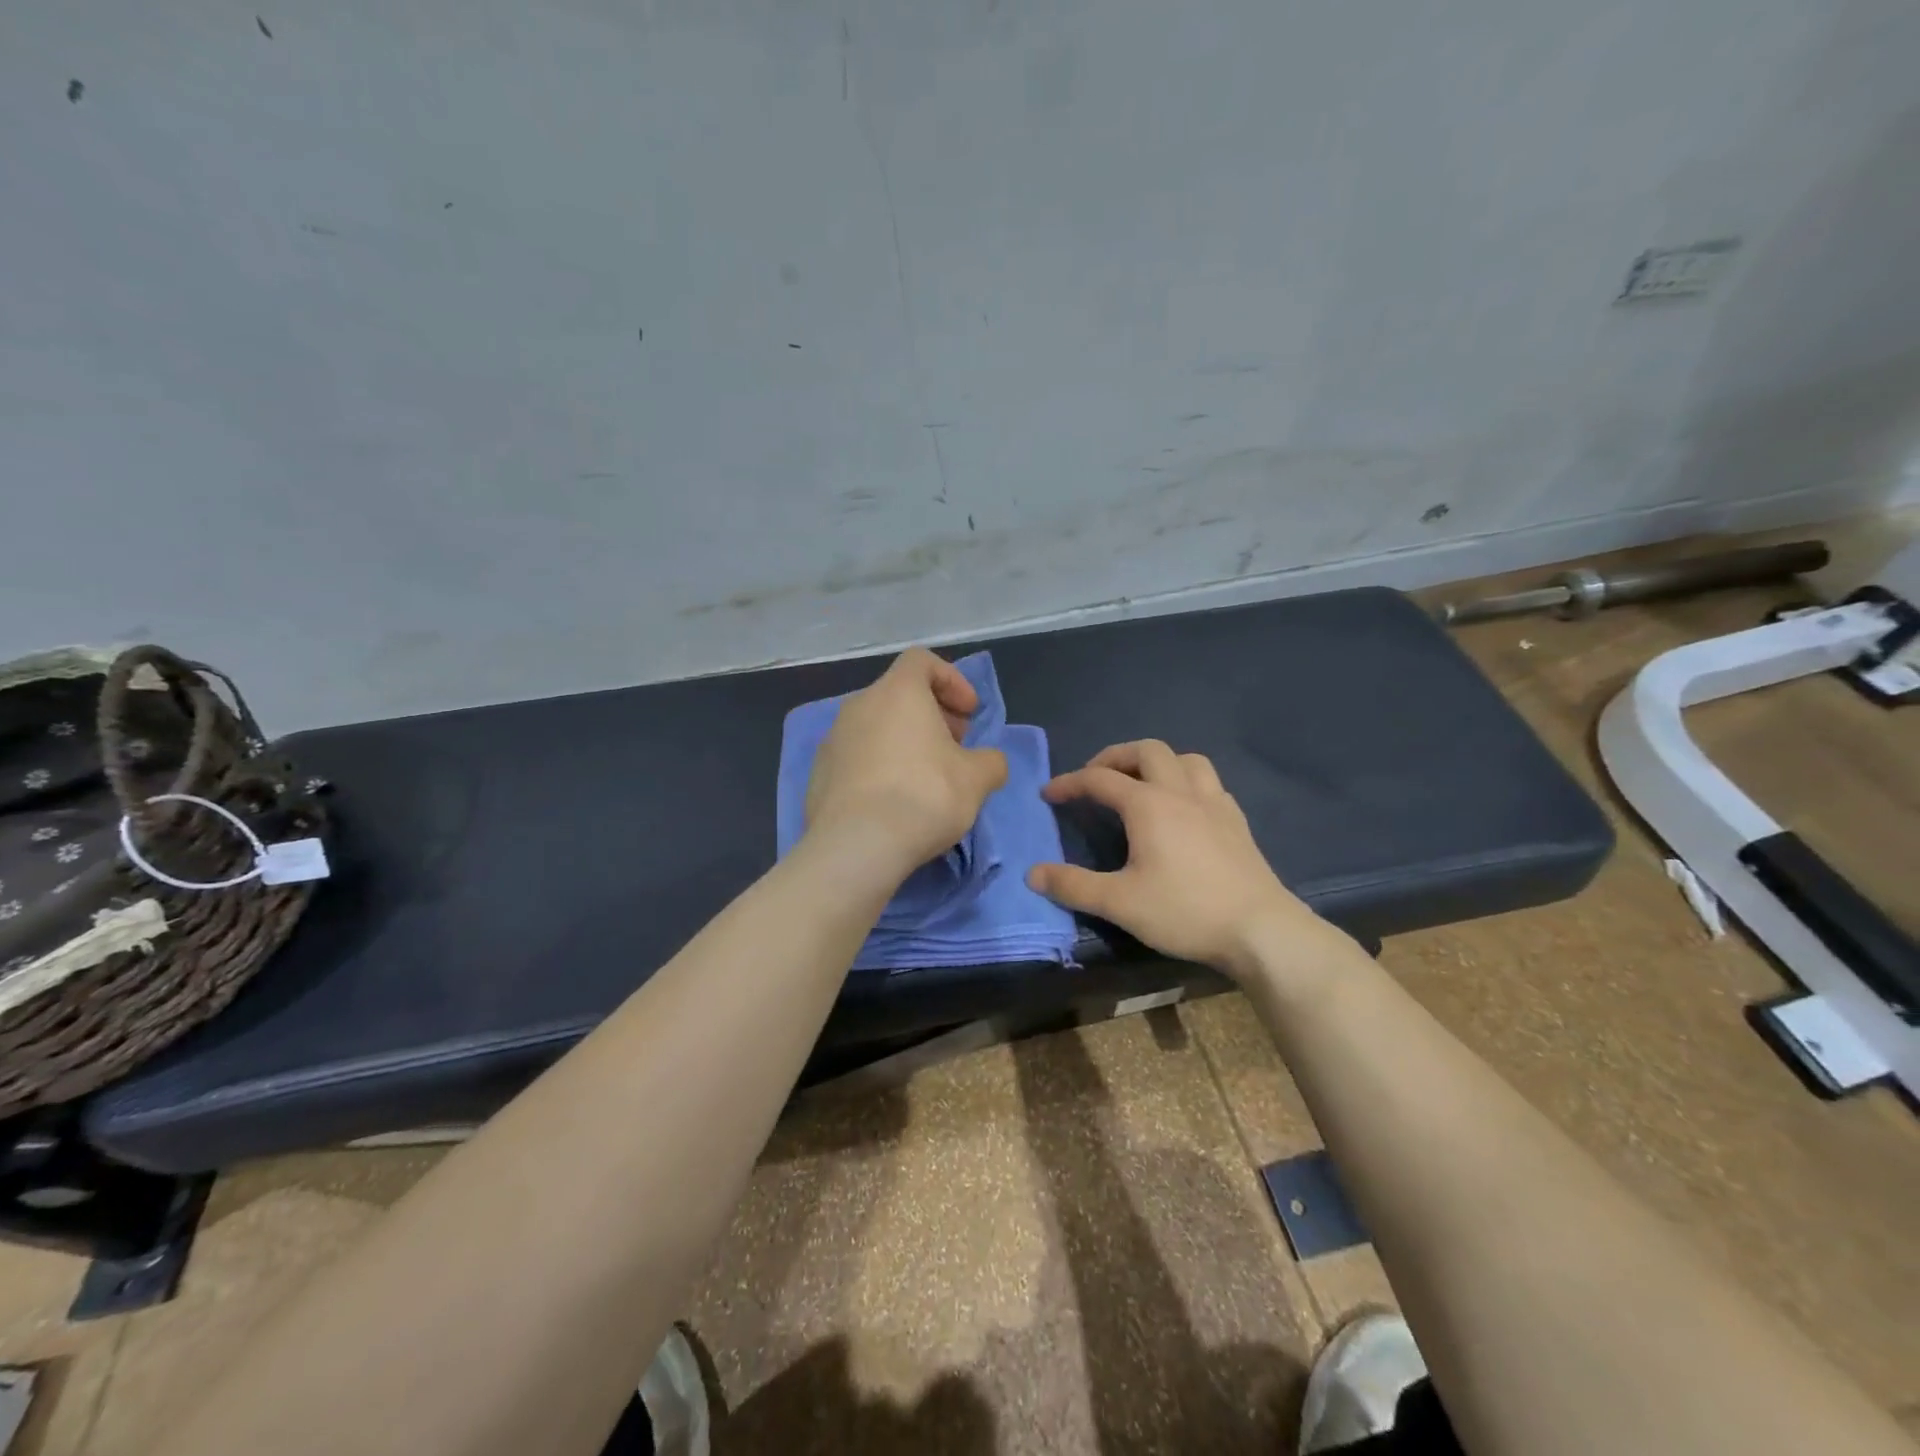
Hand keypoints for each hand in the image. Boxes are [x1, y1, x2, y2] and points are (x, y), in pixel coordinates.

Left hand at [805, 648, 1009, 873]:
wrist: (856, 846)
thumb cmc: (924, 796)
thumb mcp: (977, 780)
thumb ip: (991, 761)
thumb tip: (989, 762)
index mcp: (897, 692)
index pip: (922, 661)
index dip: (952, 680)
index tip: (969, 713)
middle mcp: (859, 705)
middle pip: (899, 695)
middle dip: (932, 715)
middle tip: (955, 748)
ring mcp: (833, 739)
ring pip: (877, 727)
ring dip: (905, 742)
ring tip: (927, 778)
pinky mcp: (820, 774)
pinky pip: (857, 757)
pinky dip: (879, 767)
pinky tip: (894, 802)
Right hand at [1026, 741, 1331, 974]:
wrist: (1260, 929)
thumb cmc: (1185, 911)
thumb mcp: (1119, 903)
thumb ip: (1073, 886)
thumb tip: (1033, 873)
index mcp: (1148, 805)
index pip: (1099, 779)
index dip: (1070, 783)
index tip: (1049, 794)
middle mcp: (1181, 792)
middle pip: (1146, 751)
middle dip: (1114, 757)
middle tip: (1095, 778)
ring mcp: (1214, 803)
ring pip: (1184, 758)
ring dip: (1156, 762)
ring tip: (1140, 784)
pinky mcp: (1236, 821)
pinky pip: (1208, 782)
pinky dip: (1186, 781)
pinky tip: (1183, 808)